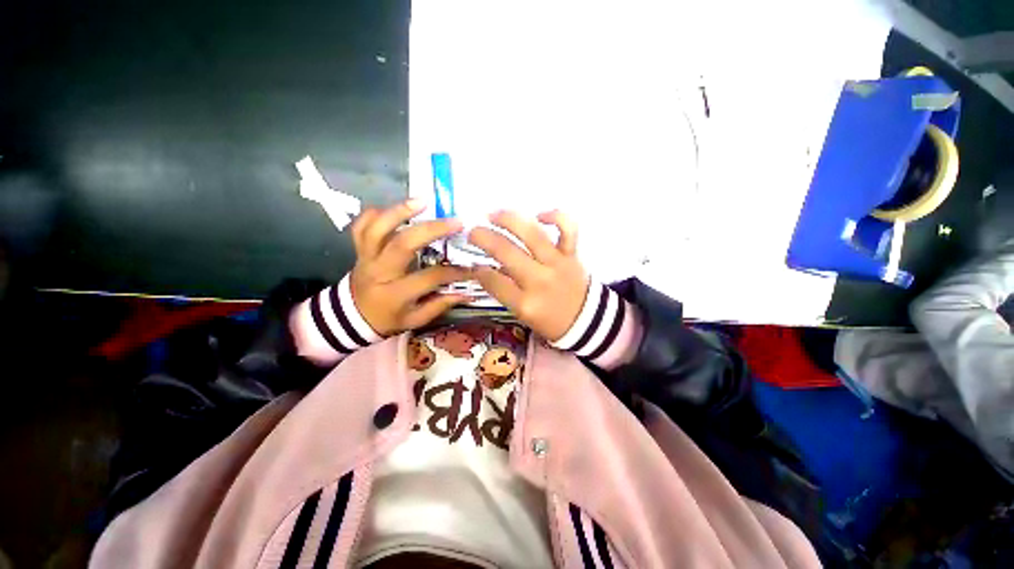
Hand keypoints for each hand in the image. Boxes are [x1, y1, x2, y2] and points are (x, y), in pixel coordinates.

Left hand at [350, 200, 470, 335]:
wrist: (351, 318)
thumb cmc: (387, 319)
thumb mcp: (415, 320)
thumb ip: (440, 305)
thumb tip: (467, 293)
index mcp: (395, 294)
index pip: (429, 278)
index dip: (453, 272)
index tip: (471, 267)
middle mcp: (379, 272)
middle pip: (402, 244)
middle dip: (431, 230)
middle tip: (455, 222)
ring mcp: (366, 257)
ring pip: (378, 229)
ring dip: (400, 211)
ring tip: (423, 201)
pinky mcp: (359, 249)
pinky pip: (361, 226)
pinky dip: (376, 214)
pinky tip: (396, 208)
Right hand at [468, 210, 588, 341]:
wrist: (587, 321)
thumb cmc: (551, 322)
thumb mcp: (523, 315)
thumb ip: (505, 291)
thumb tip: (486, 269)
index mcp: (525, 303)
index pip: (493, 281)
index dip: (478, 270)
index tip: (474, 264)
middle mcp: (539, 280)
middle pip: (506, 252)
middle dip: (483, 238)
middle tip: (473, 233)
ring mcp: (557, 264)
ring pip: (531, 234)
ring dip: (508, 219)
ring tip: (493, 215)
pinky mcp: (572, 254)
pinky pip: (567, 228)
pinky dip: (555, 216)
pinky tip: (539, 215)